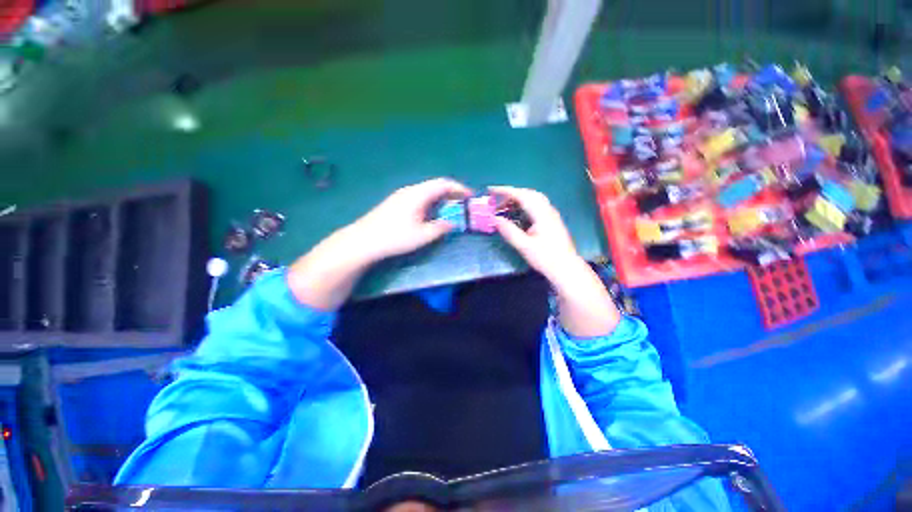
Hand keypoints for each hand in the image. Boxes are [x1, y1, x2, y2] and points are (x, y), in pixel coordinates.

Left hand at [352, 178, 471, 260]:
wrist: (364, 240)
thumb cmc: (395, 237)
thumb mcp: (423, 235)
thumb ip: (440, 228)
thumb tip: (452, 223)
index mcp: (418, 194)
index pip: (443, 184)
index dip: (459, 188)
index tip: (470, 196)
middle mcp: (410, 190)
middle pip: (434, 186)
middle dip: (451, 193)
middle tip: (462, 203)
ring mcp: (400, 196)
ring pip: (426, 191)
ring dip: (440, 198)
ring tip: (450, 208)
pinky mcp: (395, 203)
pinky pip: (418, 197)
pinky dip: (430, 202)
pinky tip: (431, 213)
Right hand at [490, 186, 581, 281]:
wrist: (566, 268)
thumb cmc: (545, 258)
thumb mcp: (524, 246)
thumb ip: (509, 231)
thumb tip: (495, 219)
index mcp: (541, 214)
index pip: (522, 195)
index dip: (506, 191)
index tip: (492, 190)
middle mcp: (548, 210)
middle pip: (529, 193)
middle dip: (511, 194)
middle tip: (497, 200)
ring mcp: (551, 214)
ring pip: (533, 198)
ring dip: (518, 199)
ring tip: (504, 206)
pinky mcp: (551, 220)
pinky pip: (536, 205)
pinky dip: (523, 205)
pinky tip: (517, 213)